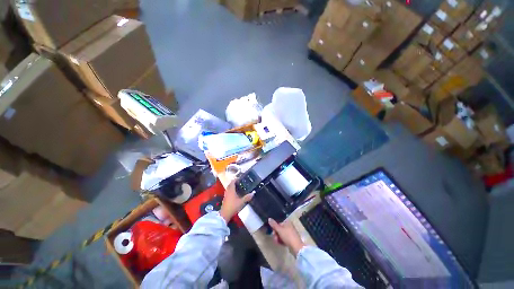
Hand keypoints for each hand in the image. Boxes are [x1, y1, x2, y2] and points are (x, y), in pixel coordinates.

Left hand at [219, 181, 252, 222]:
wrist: (225, 214)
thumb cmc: (233, 206)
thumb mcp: (241, 202)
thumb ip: (247, 197)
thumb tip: (253, 193)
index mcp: (231, 189)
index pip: (233, 181)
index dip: (236, 179)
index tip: (240, 178)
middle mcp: (228, 191)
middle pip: (230, 184)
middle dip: (235, 183)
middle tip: (240, 182)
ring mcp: (226, 195)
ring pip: (229, 188)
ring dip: (233, 187)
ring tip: (239, 187)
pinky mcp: (225, 198)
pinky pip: (228, 192)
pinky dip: (232, 190)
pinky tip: (235, 193)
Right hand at [268, 218, 304, 255]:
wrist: (296, 247)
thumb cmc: (288, 236)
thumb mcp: (279, 230)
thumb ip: (273, 224)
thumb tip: (269, 218)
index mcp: (287, 222)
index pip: (278, 223)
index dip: (275, 228)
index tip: (273, 232)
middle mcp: (289, 226)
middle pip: (279, 229)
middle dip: (276, 234)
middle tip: (275, 238)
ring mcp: (290, 233)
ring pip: (281, 234)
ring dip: (278, 238)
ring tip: (277, 242)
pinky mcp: (291, 239)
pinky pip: (284, 238)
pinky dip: (281, 240)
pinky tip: (280, 244)